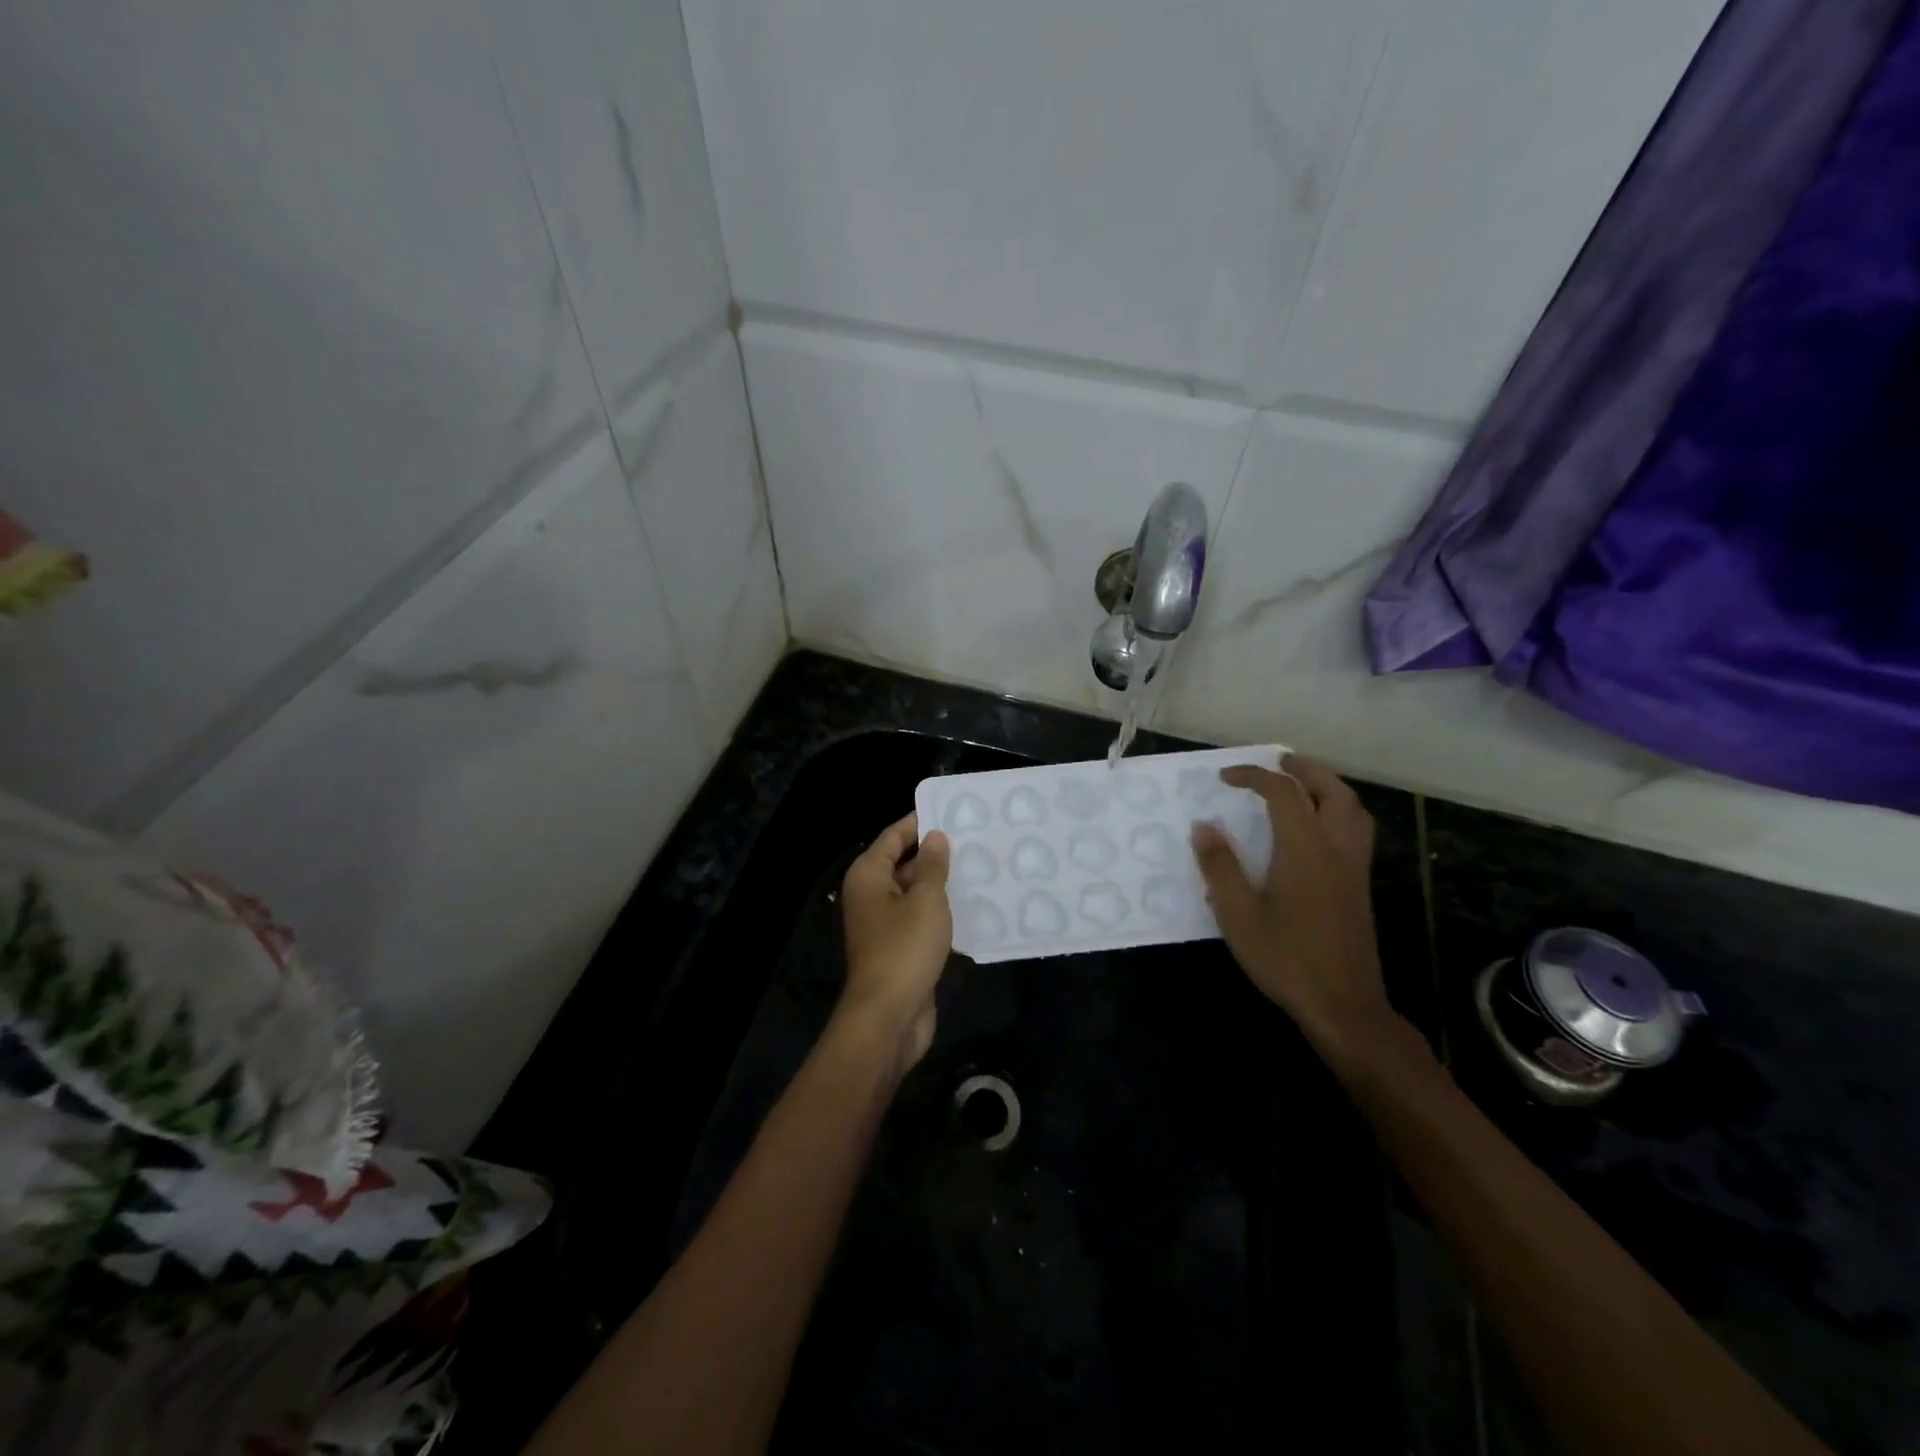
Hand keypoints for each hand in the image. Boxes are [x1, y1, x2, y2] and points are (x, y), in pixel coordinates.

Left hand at [839, 813, 952, 1072]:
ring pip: (914, 893)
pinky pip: (921, 919)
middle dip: (934, 852)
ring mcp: (884, 924)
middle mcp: (871, 895)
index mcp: (868, 876)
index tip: (951, 810)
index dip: (919, 822)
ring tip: (980, 865)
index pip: (893, 836)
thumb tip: (934, 837)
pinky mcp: (900, 948)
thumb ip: (932, 866)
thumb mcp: (925, 900)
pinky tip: (972, 905)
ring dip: (941, 883)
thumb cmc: (904, 949)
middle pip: (902, 863)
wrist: (888, 1017)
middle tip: (974, 838)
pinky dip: (941, 911)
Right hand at [1190, 755, 1397, 1065]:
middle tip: (1276, 762)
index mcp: (1305, 850)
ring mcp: (1354, 868)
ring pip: (1353, 808)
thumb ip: (1220, 867)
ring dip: (1327, 786)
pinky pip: (1357, 829)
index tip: (1225, 777)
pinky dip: (1338, 809)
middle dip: (1303, 769)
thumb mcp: (1238, 915)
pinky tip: (1317, 826)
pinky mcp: (1360, 886)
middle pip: (1331, 790)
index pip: (1283, 793)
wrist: (1343, 1005)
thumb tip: (1203, 826)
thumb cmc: (1285, 959)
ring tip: (1301, 783)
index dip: (1254, 776)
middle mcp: (1336, 849)